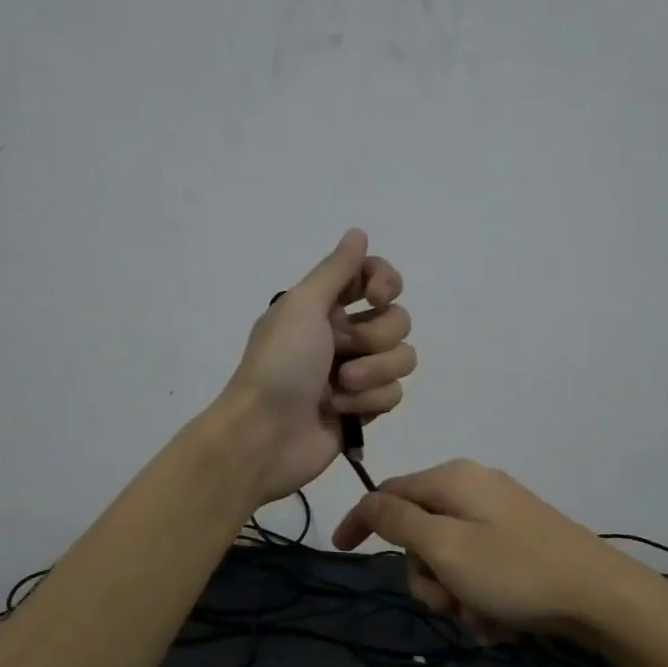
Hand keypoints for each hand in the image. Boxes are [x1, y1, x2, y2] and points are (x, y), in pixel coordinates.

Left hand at [222, 229, 415, 503]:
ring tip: (340, 387)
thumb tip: (358, 232)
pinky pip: (394, 394)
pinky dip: (369, 402)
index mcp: (325, 306)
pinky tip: (340, 411)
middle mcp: (343, 334)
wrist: (264, 435)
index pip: (375, 277)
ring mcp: (357, 372)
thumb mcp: (302, 306)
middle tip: (342, 351)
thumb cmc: (279, 365)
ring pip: (403, 358)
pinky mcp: (364, 408)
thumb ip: (336, 269)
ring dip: (374, 372)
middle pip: (397, 320)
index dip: (385, 282)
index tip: (377, 296)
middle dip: (375, 337)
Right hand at [331, 459, 661, 640]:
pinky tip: (502, 623)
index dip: (361, 520)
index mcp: (454, 480)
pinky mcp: (521, 543)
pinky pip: (480, 569)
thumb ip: (400, 521)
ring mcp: (501, 516)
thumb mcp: (447, 548)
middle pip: (421, 533)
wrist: (603, 597)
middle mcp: (475, 490)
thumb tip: (370, 499)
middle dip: (427, 577)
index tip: (341, 551)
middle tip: (449, 604)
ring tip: (483, 620)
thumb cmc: (516, 571)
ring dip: (456, 596)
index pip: (389, 492)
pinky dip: (481, 598)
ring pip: (450, 559)